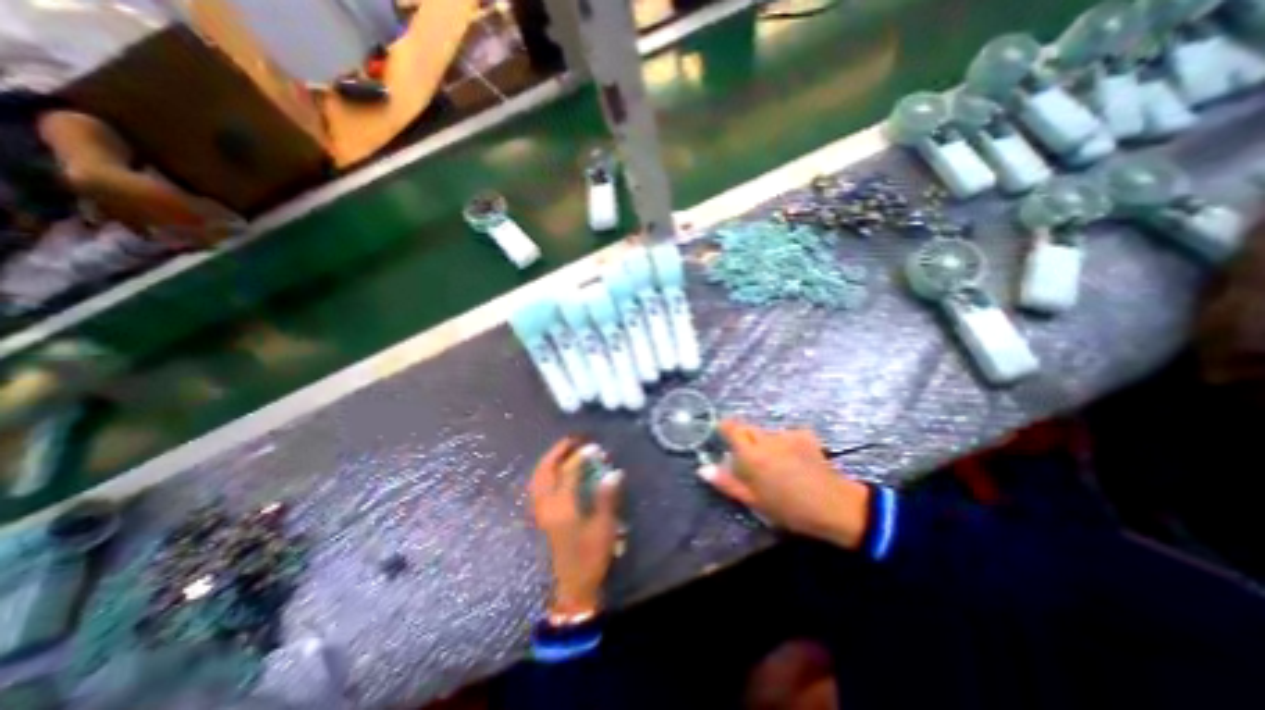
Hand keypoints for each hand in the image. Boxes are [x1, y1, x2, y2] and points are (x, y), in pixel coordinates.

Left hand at [527, 434, 620, 613]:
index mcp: (563, 508)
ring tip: (562, 451)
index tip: (593, 446)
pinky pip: (537, 487)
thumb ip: (606, 498)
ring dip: (548, 461)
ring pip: (537, 479)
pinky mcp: (540, 518)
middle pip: (545, 472)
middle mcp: (546, 506)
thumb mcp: (603, 528)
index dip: (581, 457)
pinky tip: (553, 471)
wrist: (572, 587)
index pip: (569, 473)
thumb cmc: (590, 557)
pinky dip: (544, 473)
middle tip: (571, 440)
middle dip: (557, 453)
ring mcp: (540, 512)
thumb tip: (613, 473)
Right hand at [703, 422, 869, 549]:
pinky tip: (794, 460)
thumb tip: (703, 469)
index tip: (722, 436)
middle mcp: (766, 438)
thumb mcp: (753, 500)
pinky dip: (785, 444)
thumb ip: (727, 482)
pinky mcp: (805, 436)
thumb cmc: (789, 508)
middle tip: (750, 461)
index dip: (724, 428)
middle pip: (748, 429)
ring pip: (767, 433)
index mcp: (751, 453)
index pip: (730, 427)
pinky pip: (786, 435)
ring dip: (765, 443)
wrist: (834, 506)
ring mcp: (787, 435)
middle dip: (745, 440)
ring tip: (776, 465)